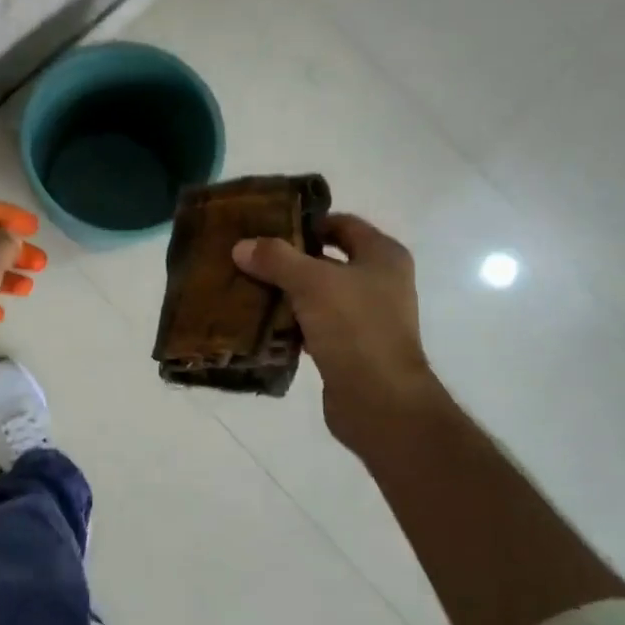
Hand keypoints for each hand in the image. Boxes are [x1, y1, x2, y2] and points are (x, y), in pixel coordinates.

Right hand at [233, 213, 443, 455]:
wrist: (380, 402)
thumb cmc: (355, 328)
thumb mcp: (312, 283)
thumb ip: (276, 260)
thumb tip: (241, 246)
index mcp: (383, 256)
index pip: (341, 224)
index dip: (307, 222)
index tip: (267, 227)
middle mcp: (380, 282)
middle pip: (327, 260)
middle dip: (289, 260)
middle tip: (249, 258)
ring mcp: (367, 318)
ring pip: (318, 296)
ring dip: (287, 294)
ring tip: (247, 289)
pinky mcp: (350, 348)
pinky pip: (315, 326)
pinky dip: (291, 324)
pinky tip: (261, 325)